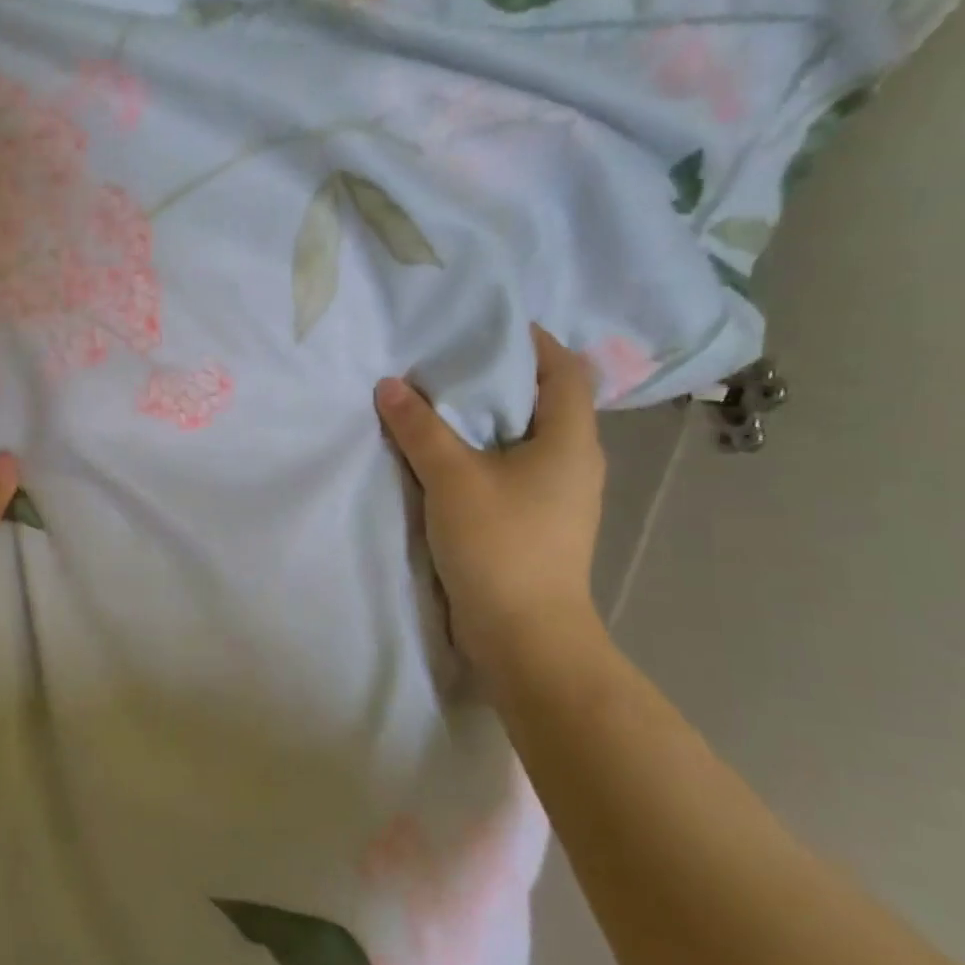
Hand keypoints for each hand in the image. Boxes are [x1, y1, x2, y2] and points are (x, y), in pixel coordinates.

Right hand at [375, 325, 607, 678]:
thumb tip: (390, 384)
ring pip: (524, 439)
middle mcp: (574, 462)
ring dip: (486, 420)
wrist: (525, 637)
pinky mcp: (537, 523)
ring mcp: (558, 496)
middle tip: (447, 362)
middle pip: (544, 401)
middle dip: (499, 379)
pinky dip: (482, 454)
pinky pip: (511, 470)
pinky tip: (446, 457)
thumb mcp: (452, 479)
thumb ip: (420, 429)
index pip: (564, 369)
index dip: (531, 342)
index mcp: (570, 440)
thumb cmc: (500, 545)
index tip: (484, 327)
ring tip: (438, 404)